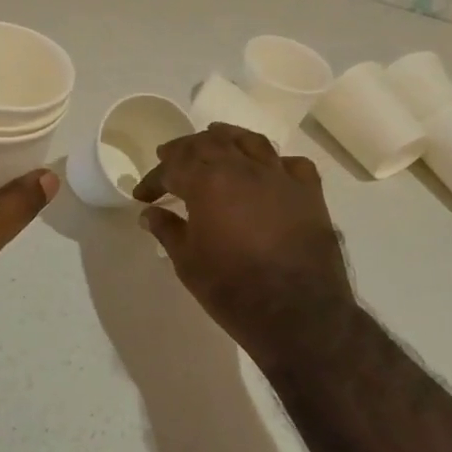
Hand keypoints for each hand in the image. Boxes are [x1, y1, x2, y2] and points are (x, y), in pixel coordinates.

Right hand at [133, 124, 355, 362]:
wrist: (298, 313)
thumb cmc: (232, 289)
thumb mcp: (187, 263)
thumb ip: (167, 230)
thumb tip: (149, 213)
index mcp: (208, 182)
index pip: (173, 167)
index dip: (154, 179)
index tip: (142, 195)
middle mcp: (243, 168)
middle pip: (209, 143)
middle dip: (185, 149)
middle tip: (170, 157)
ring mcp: (280, 177)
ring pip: (250, 141)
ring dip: (227, 138)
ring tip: (215, 139)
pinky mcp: (309, 193)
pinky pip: (291, 164)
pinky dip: (275, 162)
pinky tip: (268, 170)